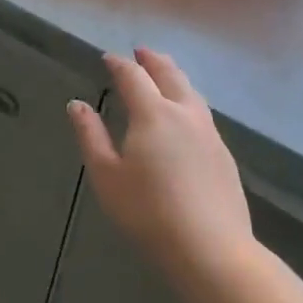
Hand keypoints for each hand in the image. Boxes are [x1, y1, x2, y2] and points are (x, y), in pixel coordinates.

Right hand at [68, 48, 252, 290]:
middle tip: (141, 52)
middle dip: (153, 60)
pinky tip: (185, 115)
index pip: (133, 76)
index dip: (119, 64)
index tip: (108, 58)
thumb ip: (90, 135)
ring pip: (192, 93)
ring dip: (175, 77)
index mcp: (153, 114)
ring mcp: (210, 134)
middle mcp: (185, 114)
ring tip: (165, 74)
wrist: (212, 250)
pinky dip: (188, 100)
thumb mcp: (106, 175)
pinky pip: (202, 113)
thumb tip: (77, 104)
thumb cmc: (148, 212)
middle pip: (170, 75)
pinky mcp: (224, 156)